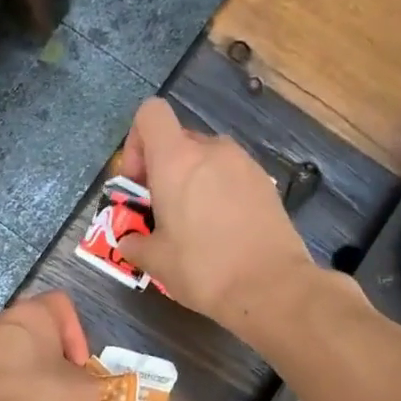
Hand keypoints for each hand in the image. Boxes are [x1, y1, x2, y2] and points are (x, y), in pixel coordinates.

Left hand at [0, 292, 101, 400]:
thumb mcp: (87, 390)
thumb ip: (88, 377)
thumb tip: (77, 382)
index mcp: (30, 313)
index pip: (61, 305)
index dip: (78, 333)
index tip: (81, 366)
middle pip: (35, 327)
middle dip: (55, 352)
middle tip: (68, 382)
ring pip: (15, 351)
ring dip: (34, 370)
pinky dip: (14, 386)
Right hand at [117, 97, 319, 341]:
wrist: (271, 287)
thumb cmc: (202, 268)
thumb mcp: (156, 261)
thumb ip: (135, 243)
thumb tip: (129, 241)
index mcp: (176, 160)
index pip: (151, 114)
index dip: (137, 141)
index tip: (139, 182)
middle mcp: (212, 151)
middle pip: (179, 141)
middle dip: (165, 171)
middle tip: (162, 212)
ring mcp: (245, 164)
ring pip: (207, 160)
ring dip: (193, 182)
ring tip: (194, 225)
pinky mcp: (266, 184)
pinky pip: (232, 177)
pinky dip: (220, 193)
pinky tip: (223, 231)